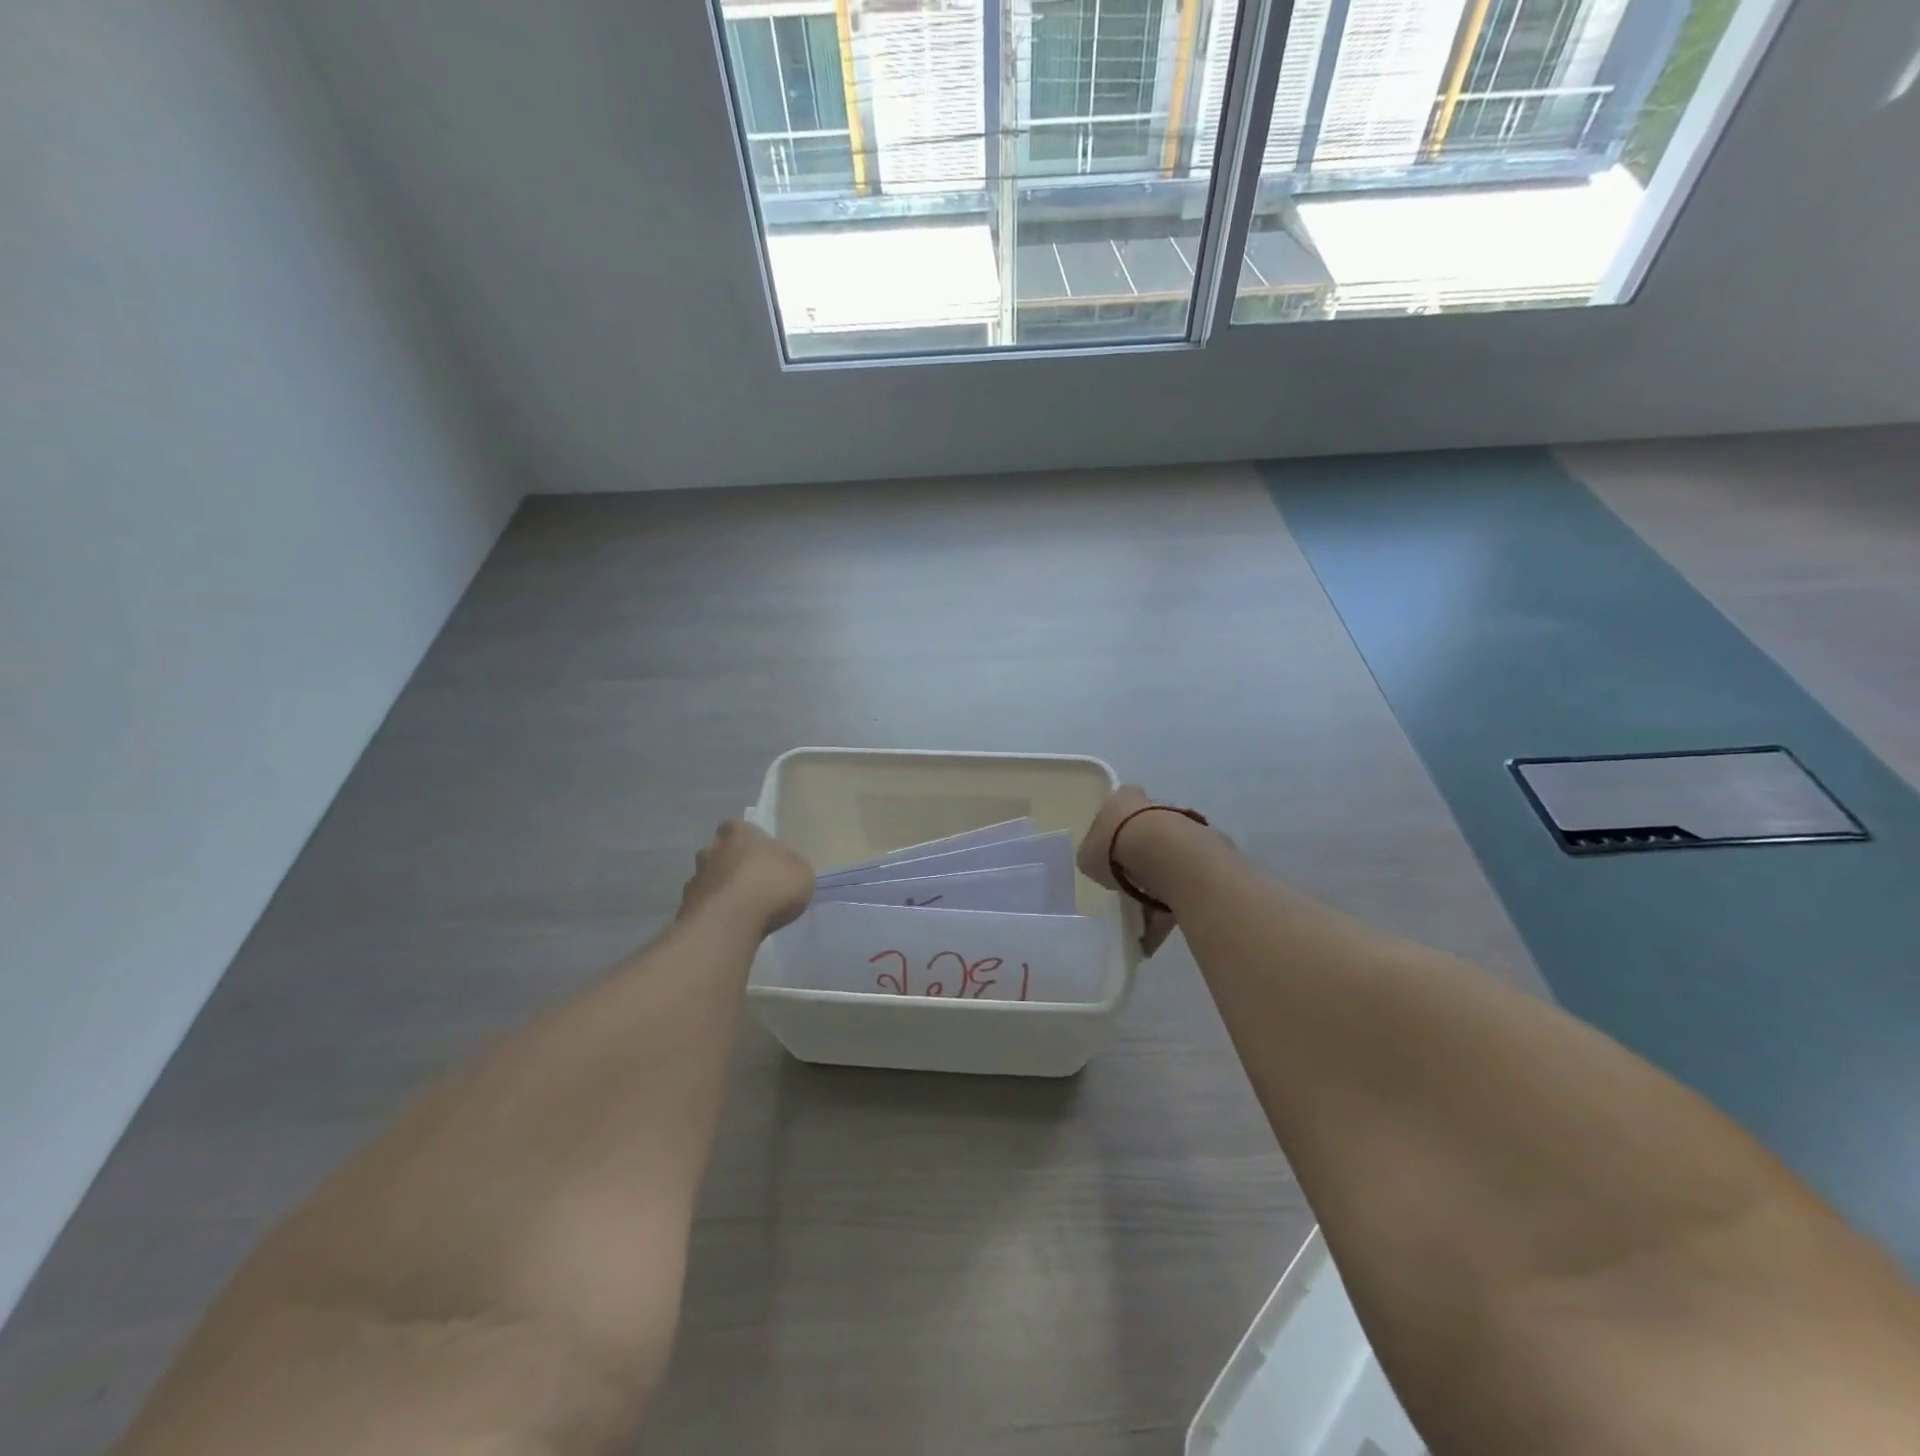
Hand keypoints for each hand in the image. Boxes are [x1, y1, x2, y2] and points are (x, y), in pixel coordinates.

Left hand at [678, 821, 815, 935]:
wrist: (729, 923)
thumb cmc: (771, 886)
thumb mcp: (801, 872)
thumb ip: (790, 866)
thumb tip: (783, 869)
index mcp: (738, 832)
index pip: (739, 829)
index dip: (751, 844)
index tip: (763, 860)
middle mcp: (711, 849)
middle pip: (721, 853)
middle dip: (732, 866)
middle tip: (752, 885)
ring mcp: (694, 879)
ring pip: (709, 880)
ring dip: (721, 891)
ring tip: (741, 911)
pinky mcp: (685, 908)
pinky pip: (703, 907)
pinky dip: (714, 914)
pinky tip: (729, 926)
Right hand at [1078, 785, 1185, 957]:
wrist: (1167, 853)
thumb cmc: (1116, 846)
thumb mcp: (1087, 856)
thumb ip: (1094, 860)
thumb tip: (1104, 869)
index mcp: (1124, 799)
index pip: (1117, 811)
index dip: (1111, 835)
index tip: (1109, 858)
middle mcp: (1155, 807)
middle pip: (1143, 837)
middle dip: (1137, 866)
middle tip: (1126, 893)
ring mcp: (1183, 828)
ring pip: (1165, 865)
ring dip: (1155, 894)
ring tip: (1143, 927)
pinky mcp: (1204, 854)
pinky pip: (1182, 885)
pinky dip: (1171, 909)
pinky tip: (1156, 935)